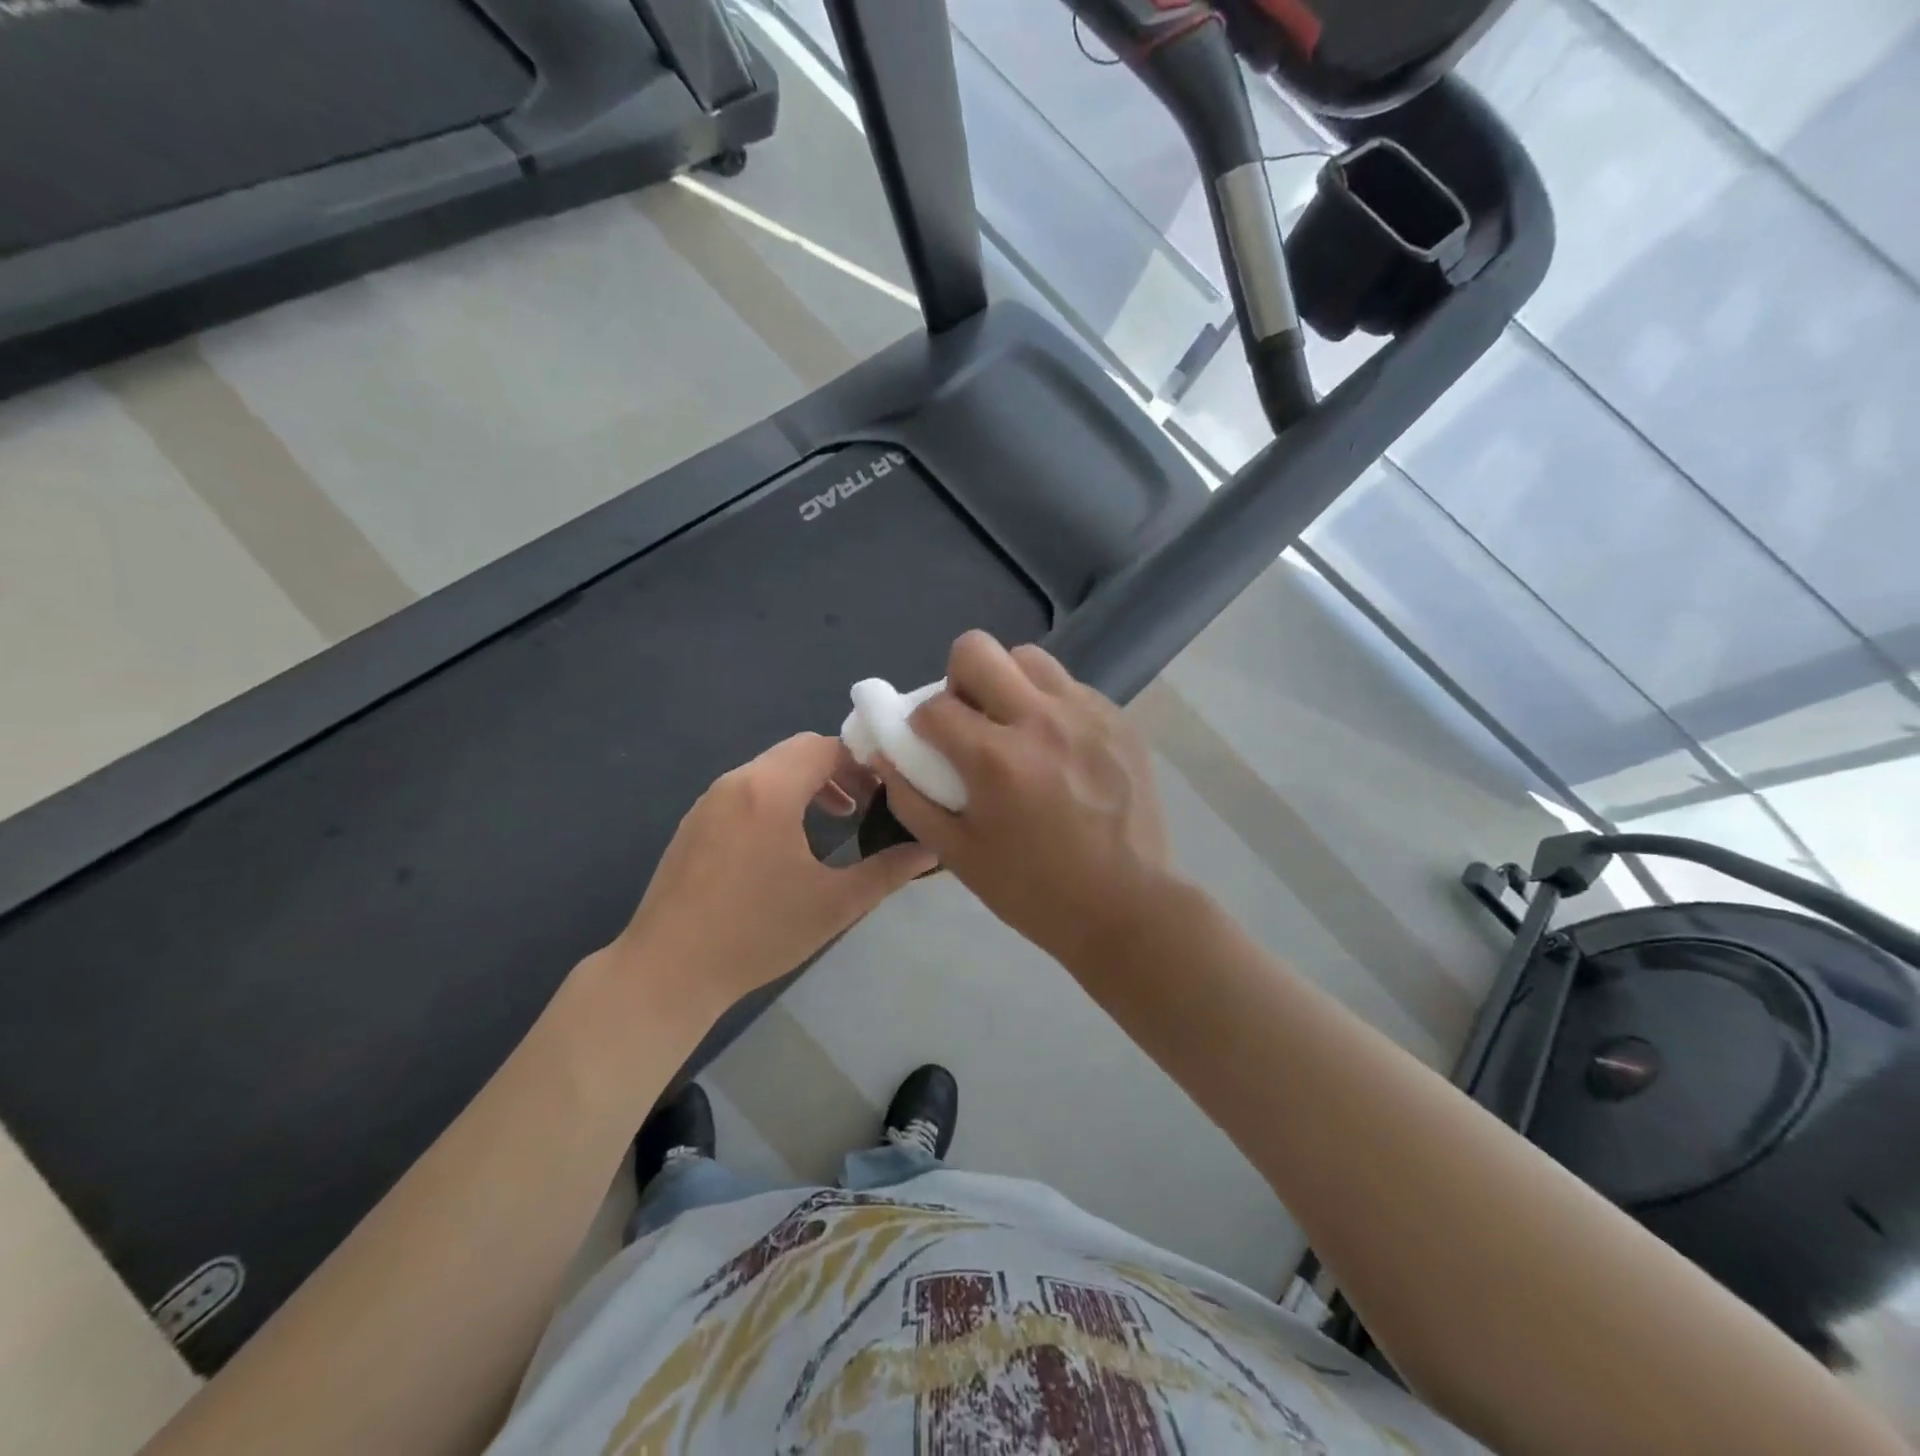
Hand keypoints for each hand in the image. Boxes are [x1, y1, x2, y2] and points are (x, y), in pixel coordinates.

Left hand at [612, 733, 934, 1017]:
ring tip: (837, 818)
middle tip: (869, 803)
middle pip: (798, 751)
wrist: (668, 971)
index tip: (891, 790)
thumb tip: (933, 849)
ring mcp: (710, 801)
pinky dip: (778, 797)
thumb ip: (888, 871)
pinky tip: (788, 840)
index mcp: (770, 790)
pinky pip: (747, 789)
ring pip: (771, 768)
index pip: (827, 747)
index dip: (865, 762)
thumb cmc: (757, 934)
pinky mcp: (695, 822)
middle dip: (839, 769)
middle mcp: (737, 781)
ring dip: (808, 783)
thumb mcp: (835, 904)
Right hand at [873, 632, 1171, 963]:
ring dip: (1007, 682)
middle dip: (958, 679)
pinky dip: (1050, 704)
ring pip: (1029, 658)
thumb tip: (885, 754)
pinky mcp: (1120, 720)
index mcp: (996, 759)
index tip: (930, 746)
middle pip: (977, 649)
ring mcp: (1087, 714)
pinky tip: (1059, 748)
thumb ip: (911, 799)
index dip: (919, 724)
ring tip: (1016, 727)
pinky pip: (1070, 687)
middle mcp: (1041, 720)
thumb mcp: (958, 854)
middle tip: (970, 720)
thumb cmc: (1034, 890)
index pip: (933, 706)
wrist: (1126, 906)